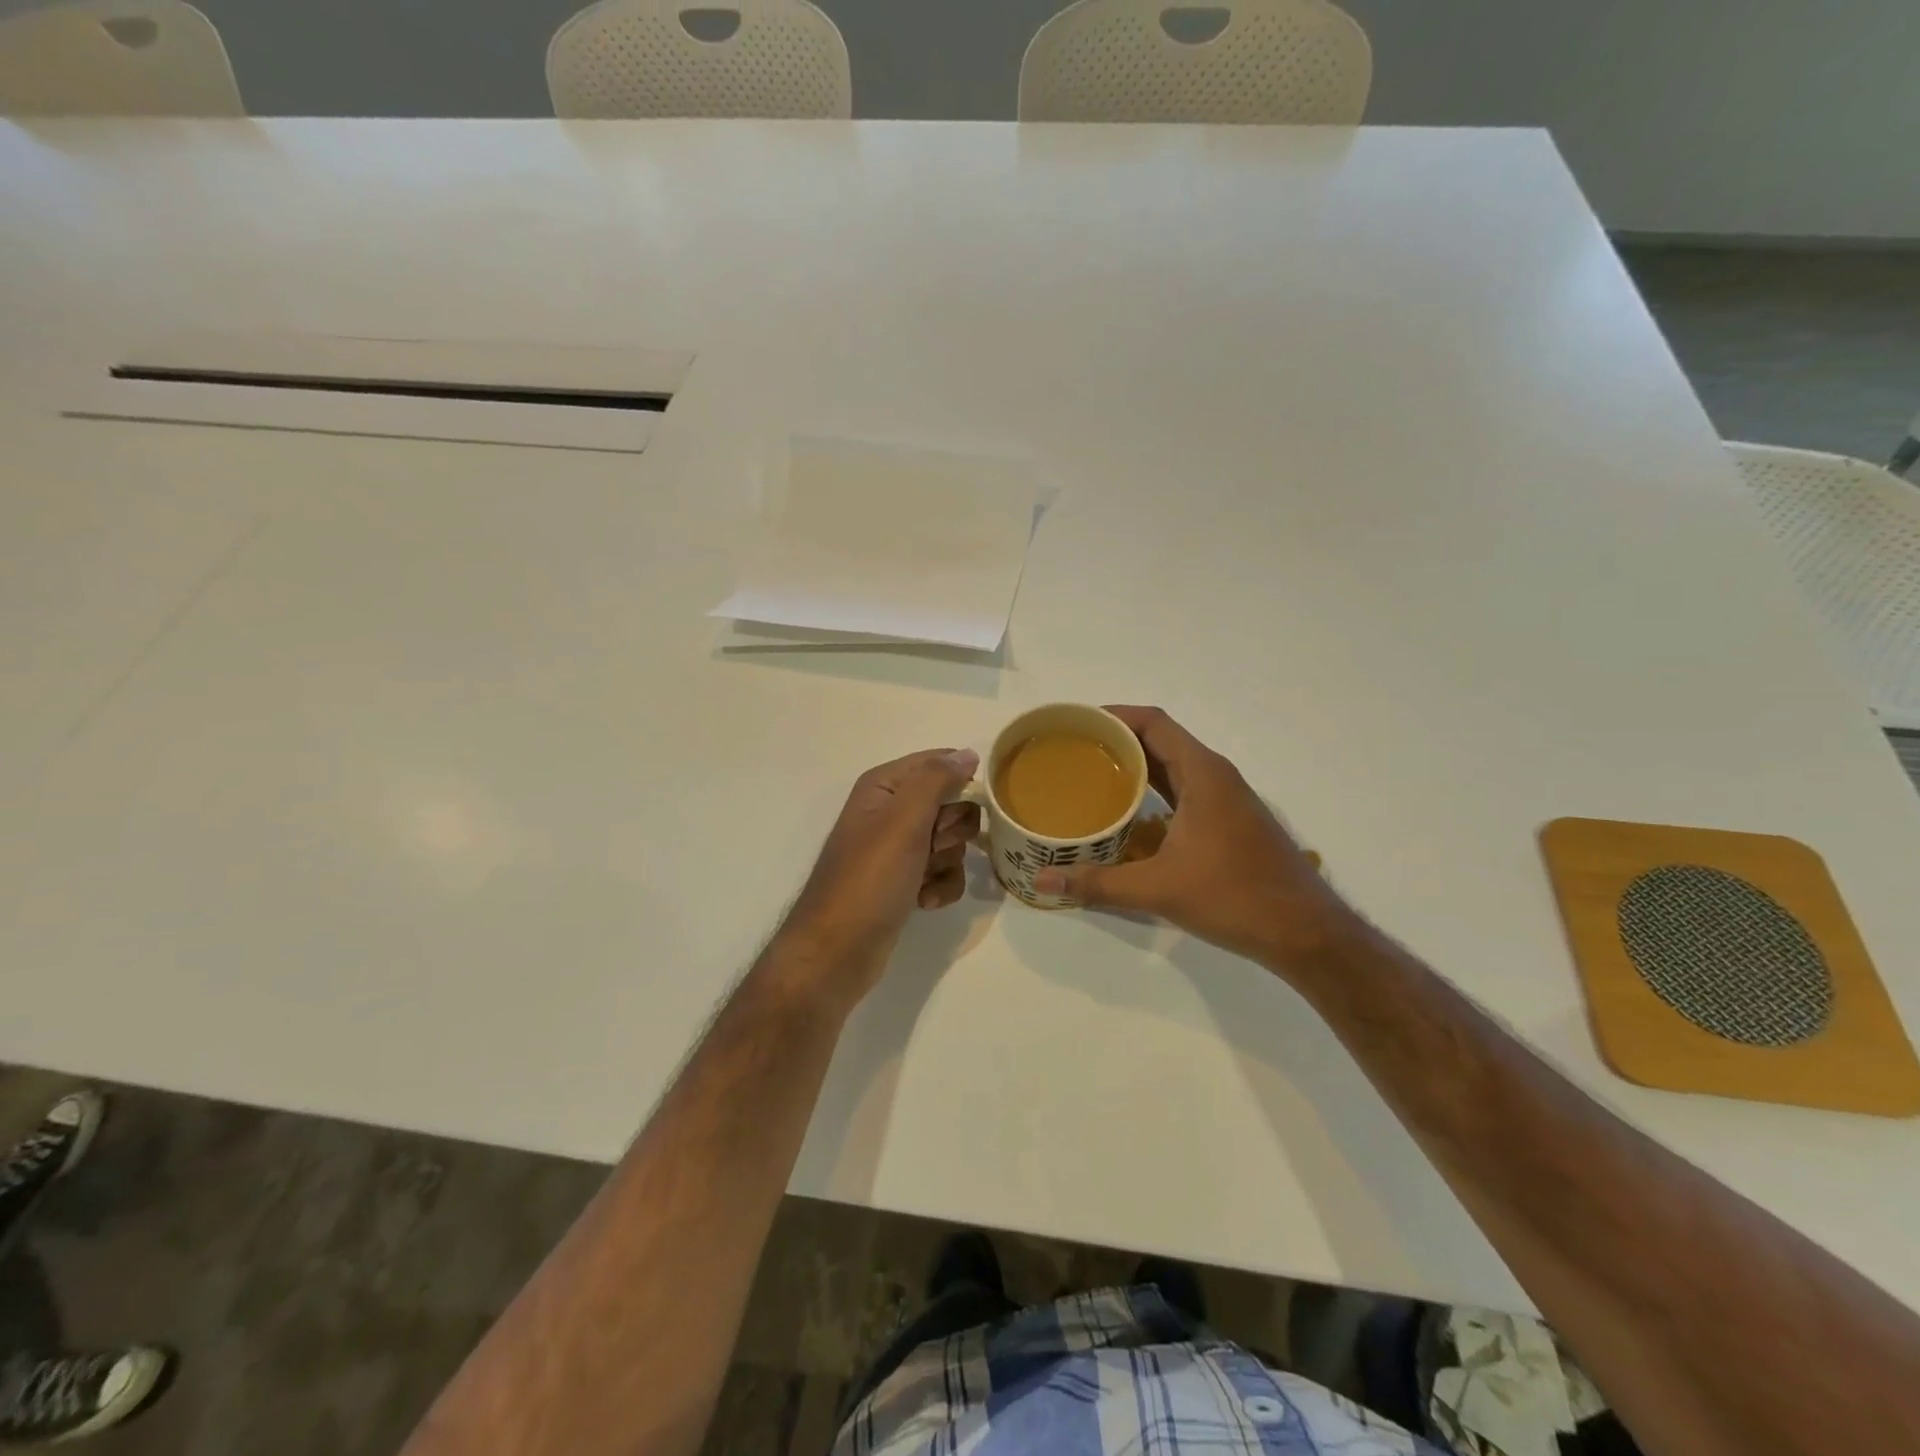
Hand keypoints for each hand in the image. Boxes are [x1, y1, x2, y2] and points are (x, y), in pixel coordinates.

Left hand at [777, 749, 981, 1005]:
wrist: (838, 950)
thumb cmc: (870, 878)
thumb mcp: (904, 820)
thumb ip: (937, 780)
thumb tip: (967, 753)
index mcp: (884, 786)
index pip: (938, 762)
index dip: (959, 782)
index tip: (962, 807)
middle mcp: (891, 811)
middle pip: (951, 803)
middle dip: (952, 829)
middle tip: (932, 845)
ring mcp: (898, 849)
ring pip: (952, 840)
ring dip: (947, 861)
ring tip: (923, 878)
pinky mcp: (906, 881)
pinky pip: (944, 871)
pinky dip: (941, 886)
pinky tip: (924, 901)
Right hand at [1032, 706, 1347, 969]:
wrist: (1305, 933)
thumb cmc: (1235, 897)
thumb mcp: (1159, 890)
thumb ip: (1098, 884)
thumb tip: (1043, 884)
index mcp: (1203, 773)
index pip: (1153, 722)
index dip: (1113, 715)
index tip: (1075, 723)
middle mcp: (1216, 776)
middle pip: (1160, 740)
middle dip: (1116, 740)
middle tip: (1071, 752)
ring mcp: (1226, 799)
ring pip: (1173, 767)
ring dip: (1134, 766)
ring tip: (1089, 777)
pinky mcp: (1229, 822)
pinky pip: (1183, 790)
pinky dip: (1153, 792)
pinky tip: (1127, 815)